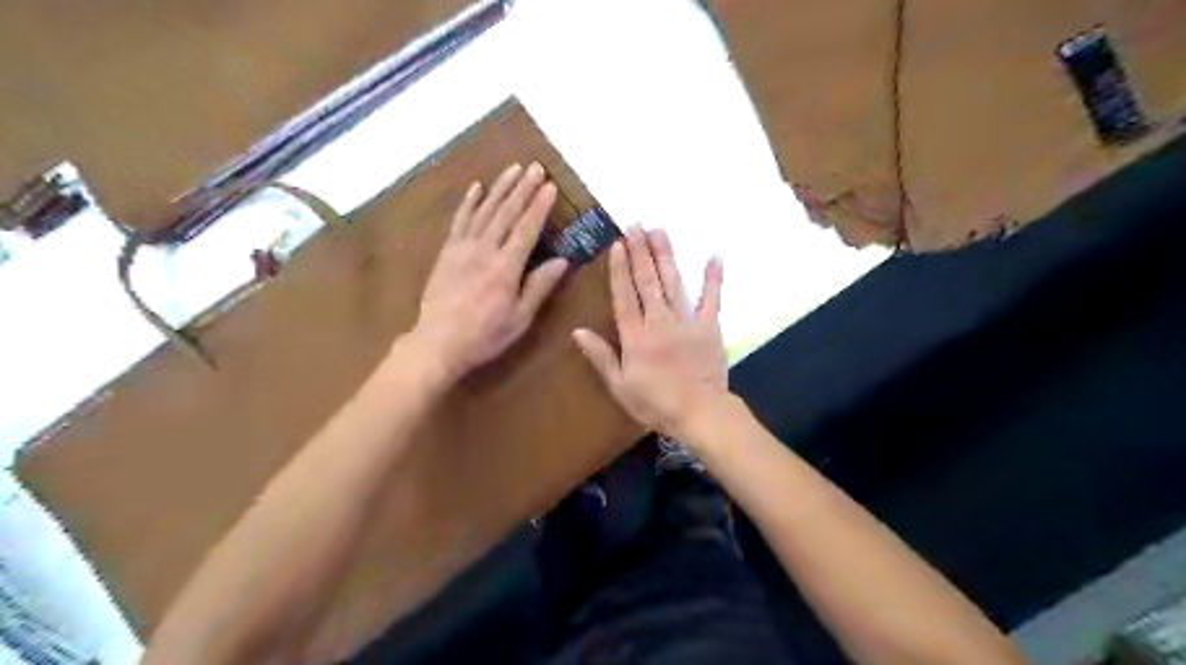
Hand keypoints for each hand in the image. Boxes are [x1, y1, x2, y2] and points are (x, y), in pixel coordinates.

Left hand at [408, 160, 569, 386]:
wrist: (437, 342)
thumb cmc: (484, 335)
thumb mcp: (520, 318)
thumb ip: (540, 287)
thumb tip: (563, 261)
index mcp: (506, 268)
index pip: (527, 229)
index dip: (540, 207)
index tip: (551, 187)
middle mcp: (485, 250)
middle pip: (506, 213)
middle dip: (523, 188)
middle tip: (537, 167)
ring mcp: (463, 248)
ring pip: (485, 211)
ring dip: (500, 188)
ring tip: (514, 169)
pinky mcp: (447, 251)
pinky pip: (459, 221)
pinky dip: (469, 203)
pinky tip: (477, 187)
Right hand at [573, 228, 728, 442]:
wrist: (700, 413)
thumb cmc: (656, 404)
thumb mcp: (620, 386)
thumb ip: (601, 357)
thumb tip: (577, 331)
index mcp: (636, 337)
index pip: (624, 296)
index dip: (620, 269)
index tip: (618, 244)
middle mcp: (659, 322)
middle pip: (647, 281)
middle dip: (641, 251)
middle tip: (636, 225)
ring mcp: (687, 322)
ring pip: (673, 283)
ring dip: (665, 255)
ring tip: (659, 230)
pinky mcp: (710, 327)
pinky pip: (712, 299)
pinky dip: (713, 278)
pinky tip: (714, 256)